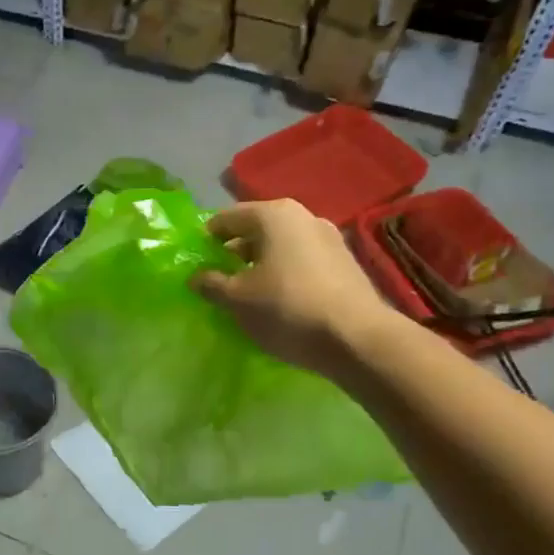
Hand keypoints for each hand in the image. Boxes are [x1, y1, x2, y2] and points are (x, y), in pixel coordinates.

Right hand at [193, 200, 395, 376]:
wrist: (358, 339)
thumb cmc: (287, 309)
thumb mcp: (237, 300)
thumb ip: (211, 284)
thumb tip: (196, 277)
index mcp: (273, 215)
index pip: (226, 218)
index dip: (207, 239)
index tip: (196, 263)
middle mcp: (303, 216)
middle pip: (256, 230)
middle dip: (234, 253)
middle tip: (219, 281)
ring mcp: (329, 238)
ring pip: (281, 246)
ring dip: (260, 265)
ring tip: (248, 294)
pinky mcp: (345, 263)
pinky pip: (302, 262)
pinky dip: (285, 274)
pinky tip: (279, 301)